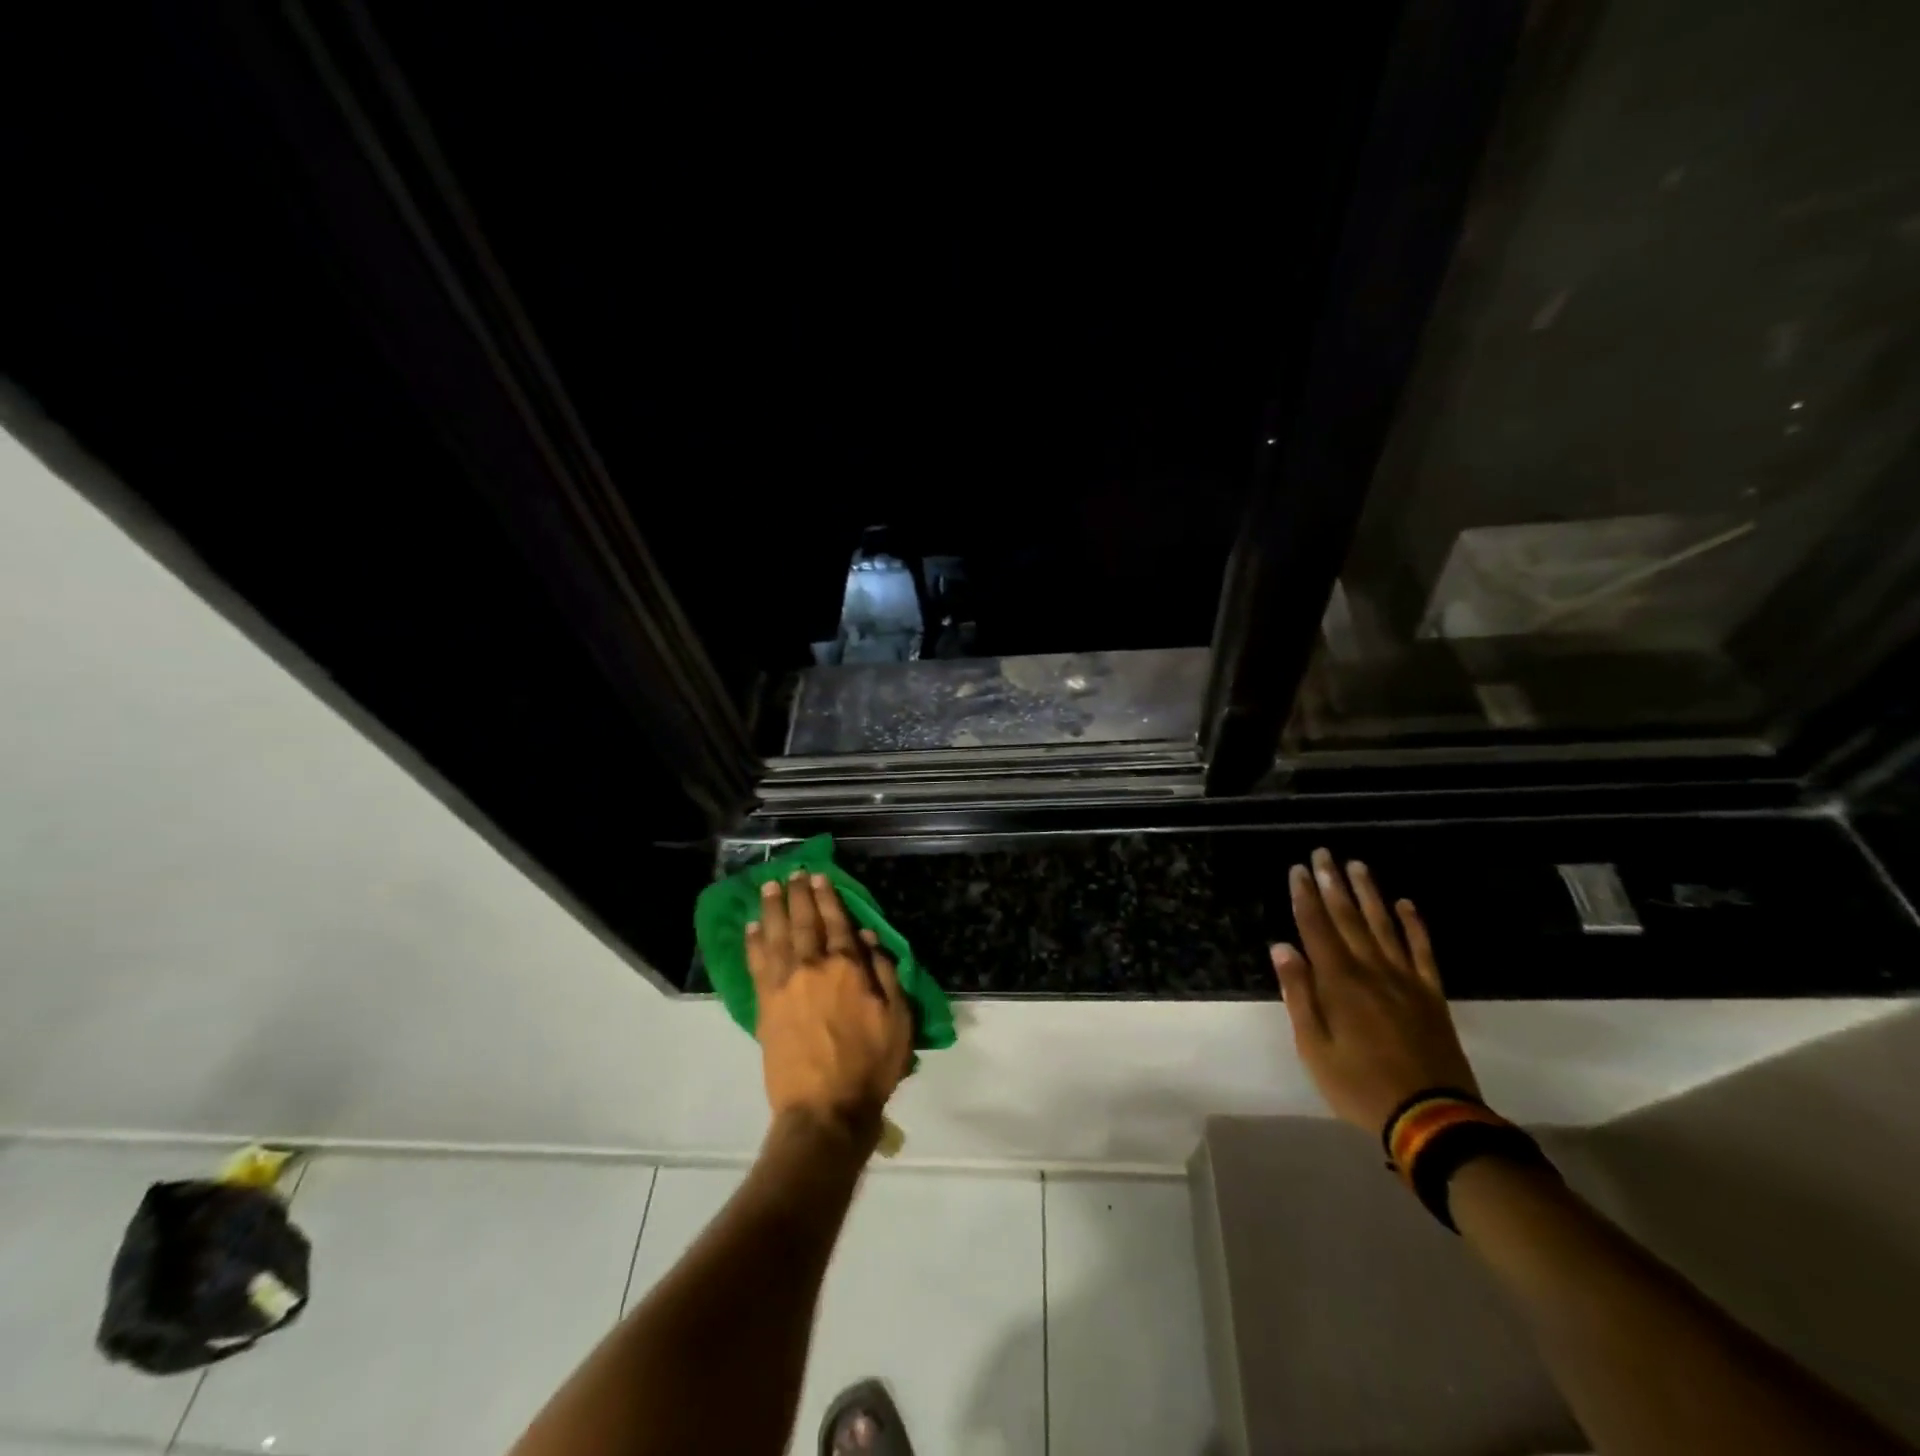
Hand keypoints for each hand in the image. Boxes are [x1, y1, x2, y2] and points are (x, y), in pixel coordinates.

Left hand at [746, 871, 912, 1148]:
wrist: (824, 1109)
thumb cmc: (870, 1065)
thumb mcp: (897, 1019)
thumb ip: (885, 974)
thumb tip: (868, 938)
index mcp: (848, 967)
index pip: (837, 922)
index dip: (828, 898)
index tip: (819, 877)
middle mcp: (813, 967)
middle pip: (803, 922)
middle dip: (798, 895)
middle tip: (792, 873)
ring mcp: (784, 985)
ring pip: (776, 936)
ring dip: (772, 909)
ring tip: (768, 887)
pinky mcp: (765, 1005)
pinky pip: (756, 964)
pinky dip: (753, 942)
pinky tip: (751, 927)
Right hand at [1270, 848, 1480, 1135]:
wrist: (1432, 1119)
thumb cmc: (1359, 1085)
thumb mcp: (1314, 1047)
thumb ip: (1299, 994)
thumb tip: (1282, 948)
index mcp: (1339, 983)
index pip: (1316, 928)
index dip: (1305, 897)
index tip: (1297, 869)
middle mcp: (1372, 970)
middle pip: (1348, 918)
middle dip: (1332, 884)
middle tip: (1323, 854)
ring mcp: (1406, 980)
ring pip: (1384, 926)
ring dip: (1369, 894)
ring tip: (1358, 865)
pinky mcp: (1431, 995)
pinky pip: (1422, 951)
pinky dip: (1414, 925)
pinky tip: (1406, 904)